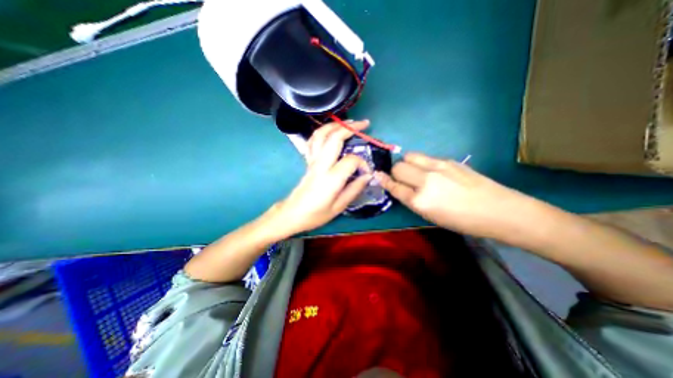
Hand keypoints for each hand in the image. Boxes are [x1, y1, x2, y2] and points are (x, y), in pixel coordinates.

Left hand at [271, 120, 370, 235]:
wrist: (292, 214)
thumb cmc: (316, 214)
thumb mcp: (339, 207)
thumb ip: (355, 189)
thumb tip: (368, 176)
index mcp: (331, 178)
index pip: (351, 160)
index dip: (363, 164)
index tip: (366, 173)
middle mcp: (321, 164)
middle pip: (335, 137)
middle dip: (351, 127)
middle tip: (364, 124)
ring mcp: (312, 161)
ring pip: (321, 134)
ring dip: (336, 124)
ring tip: (349, 122)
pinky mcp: (308, 161)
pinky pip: (313, 141)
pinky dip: (322, 132)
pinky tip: (330, 131)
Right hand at [376, 152, 539, 238]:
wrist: (500, 210)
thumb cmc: (463, 221)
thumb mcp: (431, 216)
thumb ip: (412, 200)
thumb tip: (399, 187)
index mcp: (420, 201)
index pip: (394, 186)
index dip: (384, 181)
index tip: (378, 176)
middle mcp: (425, 181)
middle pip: (398, 167)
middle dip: (395, 172)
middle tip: (403, 179)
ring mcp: (438, 167)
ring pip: (409, 156)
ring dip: (406, 163)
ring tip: (415, 171)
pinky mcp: (448, 160)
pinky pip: (425, 157)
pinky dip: (421, 163)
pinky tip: (432, 171)